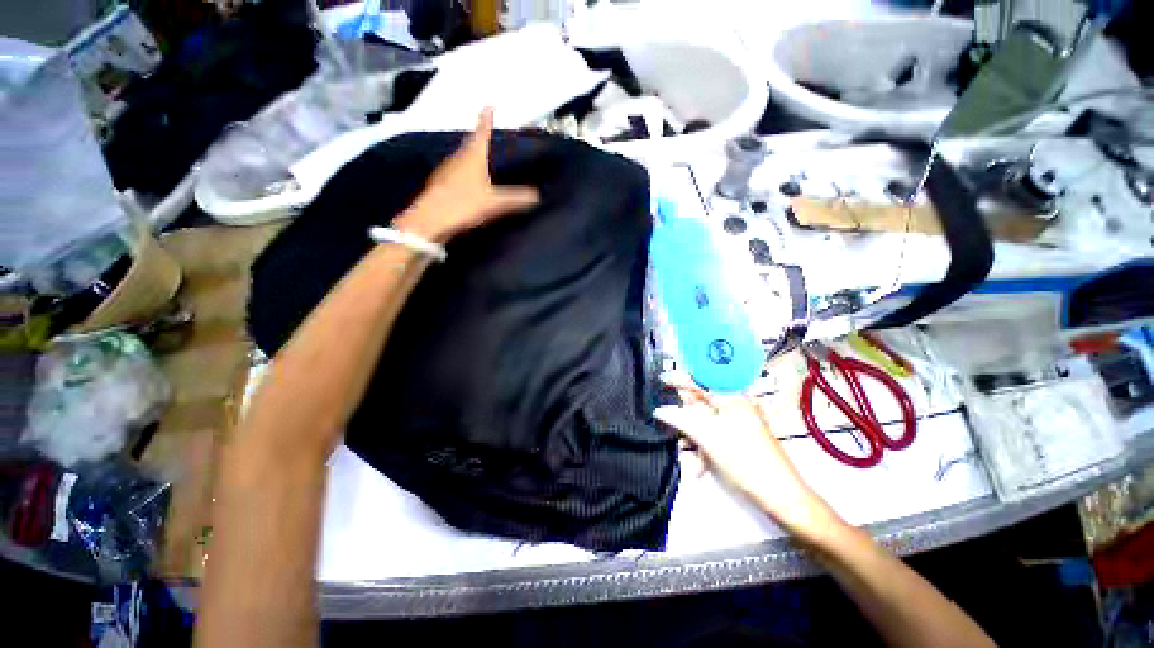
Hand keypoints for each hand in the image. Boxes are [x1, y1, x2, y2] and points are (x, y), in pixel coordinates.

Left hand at [394, 108, 539, 242]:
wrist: (430, 221)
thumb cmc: (463, 204)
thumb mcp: (495, 202)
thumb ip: (516, 198)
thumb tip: (537, 195)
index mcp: (472, 156)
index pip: (481, 132)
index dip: (486, 119)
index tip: (489, 105)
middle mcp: (458, 158)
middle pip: (470, 144)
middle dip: (480, 139)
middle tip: (490, 136)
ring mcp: (446, 171)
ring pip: (463, 158)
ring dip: (472, 156)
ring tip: (483, 160)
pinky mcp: (441, 186)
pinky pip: (457, 173)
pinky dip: (466, 172)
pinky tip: (470, 182)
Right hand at [655, 372, 845, 545]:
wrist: (780, 495)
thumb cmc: (744, 460)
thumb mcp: (707, 437)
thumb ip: (681, 419)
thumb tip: (660, 410)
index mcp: (731, 397)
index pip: (700, 379)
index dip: (679, 379)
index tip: (660, 380)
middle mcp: (735, 405)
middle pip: (700, 403)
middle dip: (684, 418)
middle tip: (671, 428)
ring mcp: (738, 422)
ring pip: (705, 422)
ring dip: (692, 437)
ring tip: (685, 455)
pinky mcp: (739, 437)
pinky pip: (714, 434)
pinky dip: (704, 447)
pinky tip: (699, 466)